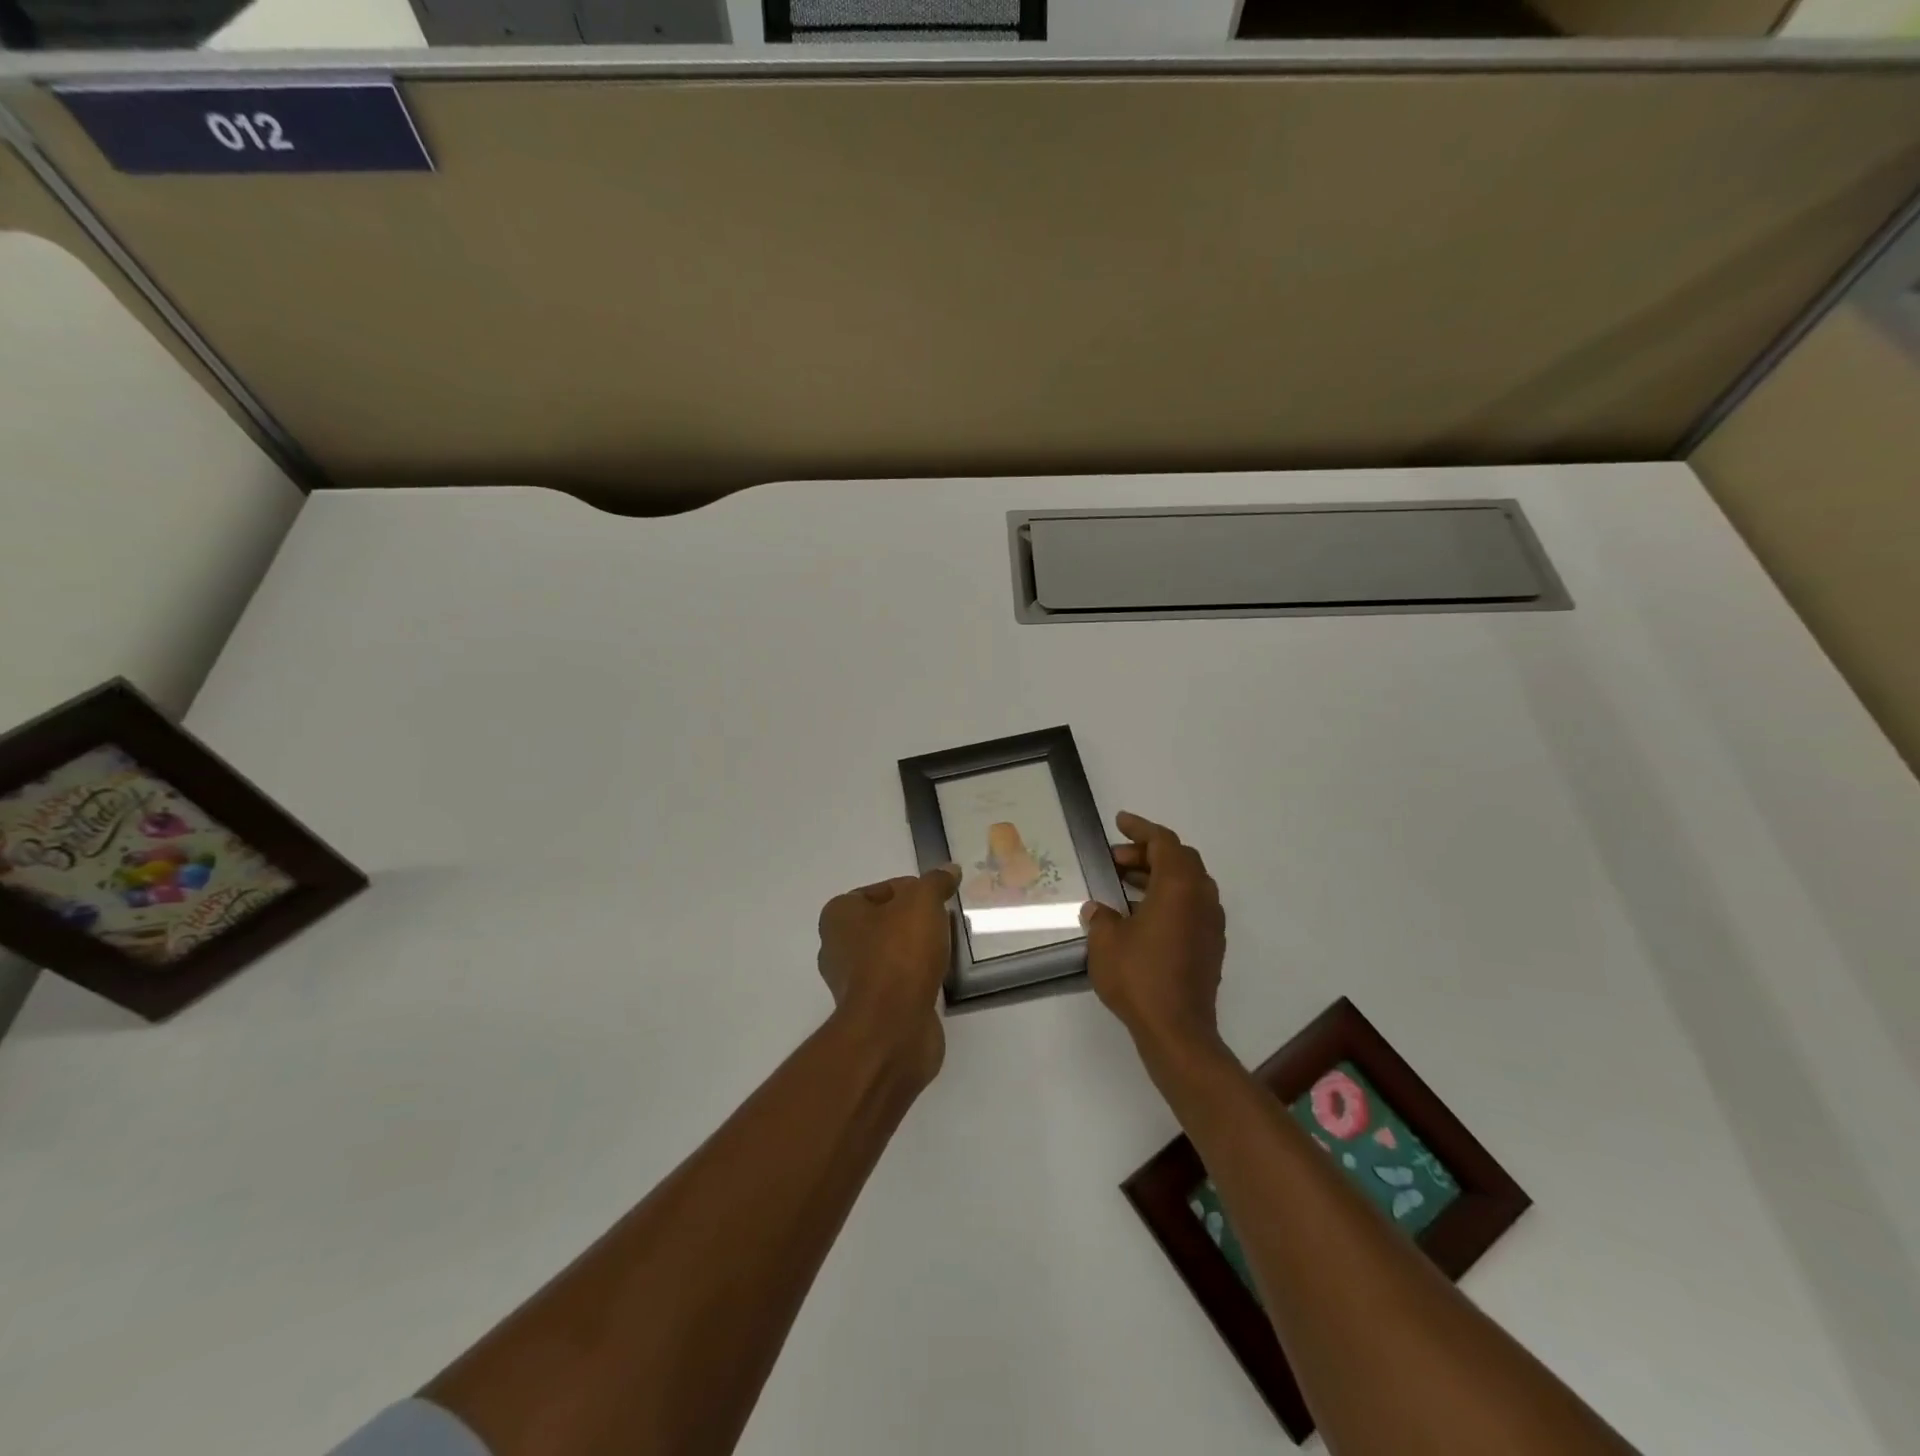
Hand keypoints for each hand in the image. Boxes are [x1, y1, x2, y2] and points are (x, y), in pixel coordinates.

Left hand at [816, 865, 960, 1087]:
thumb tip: (950, 870)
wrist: (892, 1027)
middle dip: (915, 921)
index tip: (938, 899)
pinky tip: (939, 977)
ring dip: (917, 951)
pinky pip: (898, 983)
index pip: (879, 891)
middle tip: (945, 922)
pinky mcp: (871, 1011)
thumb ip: (936, 882)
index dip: (911, 890)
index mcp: (838, 916)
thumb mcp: (922, 903)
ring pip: (892, 954)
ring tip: (947, 949)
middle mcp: (837, 947)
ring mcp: (852, 983)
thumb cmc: (899, 954)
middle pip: (885, 923)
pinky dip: (917, 978)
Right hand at [1082, 812, 1225, 1057]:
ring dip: (1157, 876)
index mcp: (1179, 887)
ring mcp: (1210, 923)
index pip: (1164, 842)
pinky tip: (1140, 914)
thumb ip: (1101, 916)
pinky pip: (1191, 905)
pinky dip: (1167, 897)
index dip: (1141, 828)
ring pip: (1187, 883)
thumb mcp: (1106, 941)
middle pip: (1179, 859)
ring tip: (1122, 883)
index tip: (1119, 822)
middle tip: (1115, 859)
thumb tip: (1098, 909)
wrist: (1177, 1031)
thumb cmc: (1140, 977)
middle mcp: (1202, 898)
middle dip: (1146, 853)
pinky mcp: (1210, 945)